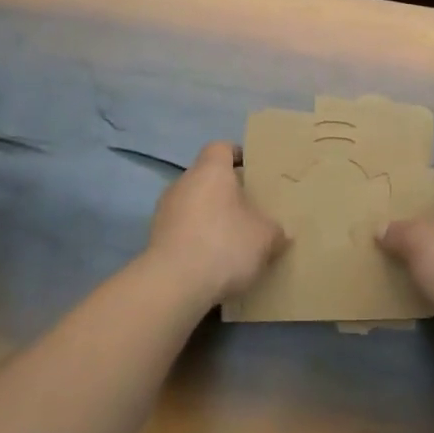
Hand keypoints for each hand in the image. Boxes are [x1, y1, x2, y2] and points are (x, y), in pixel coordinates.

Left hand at [148, 141, 286, 304]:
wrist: (173, 284)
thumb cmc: (224, 245)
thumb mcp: (265, 238)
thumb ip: (274, 230)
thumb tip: (279, 233)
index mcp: (211, 170)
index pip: (222, 148)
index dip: (238, 156)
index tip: (253, 173)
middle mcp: (183, 182)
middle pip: (207, 178)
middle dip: (226, 192)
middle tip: (249, 211)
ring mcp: (165, 210)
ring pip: (193, 204)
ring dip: (209, 217)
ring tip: (231, 240)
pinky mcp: (155, 238)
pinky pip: (182, 229)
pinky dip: (196, 239)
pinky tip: (212, 261)